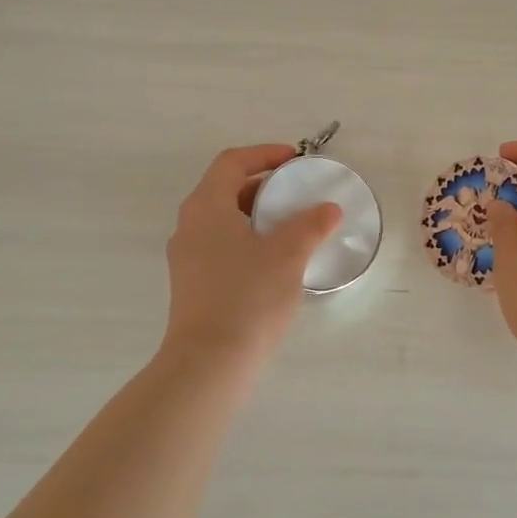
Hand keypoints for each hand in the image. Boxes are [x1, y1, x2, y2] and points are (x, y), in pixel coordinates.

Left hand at [161, 144, 340, 379]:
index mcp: (206, 207)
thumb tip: (329, 209)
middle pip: (225, 189)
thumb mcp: (288, 255)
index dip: (264, 154)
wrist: (209, 363)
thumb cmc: (248, 297)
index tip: (295, 160)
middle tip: (298, 193)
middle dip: (264, 185)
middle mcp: (190, 226)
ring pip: (224, 220)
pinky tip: (275, 262)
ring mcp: (187, 258)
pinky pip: (221, 247)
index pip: (232, 162)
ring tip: (292, 227)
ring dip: (257, 215)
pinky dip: (248, 240)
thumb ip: (311, 225)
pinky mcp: (192, 285)